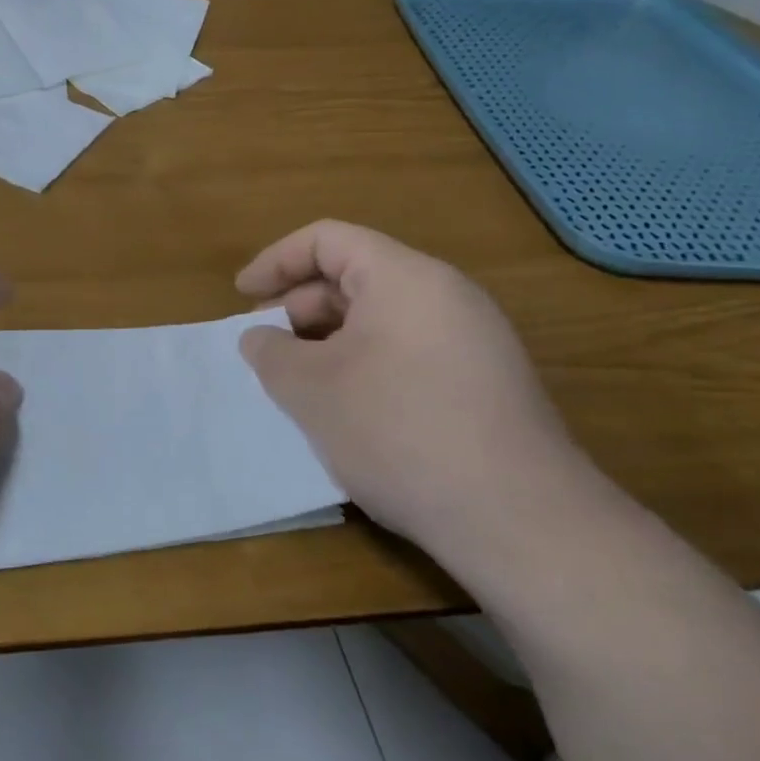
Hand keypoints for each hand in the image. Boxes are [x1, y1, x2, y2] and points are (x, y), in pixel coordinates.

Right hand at [236, 220, 594, 557]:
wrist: (518, 520)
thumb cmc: (398, 431)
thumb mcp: (311, 389)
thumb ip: (270, 352)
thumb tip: (260, 338)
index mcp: (405, 277)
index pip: (327, 239)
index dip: (276, 261)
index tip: (241, 296)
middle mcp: (446, 295)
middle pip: (355, 276)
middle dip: (299, 306)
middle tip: (265, 347)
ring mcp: (474, 340)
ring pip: (381, 318)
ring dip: (329, 340)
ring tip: (297, 382)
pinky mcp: (486, 383)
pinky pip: (408, 351)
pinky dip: (364, 364)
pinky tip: (346, 409)